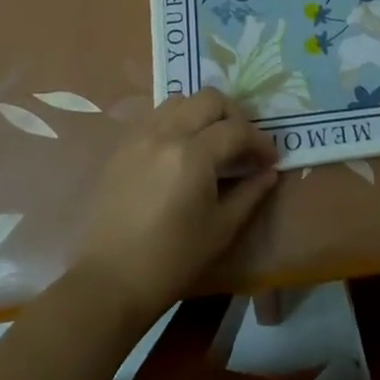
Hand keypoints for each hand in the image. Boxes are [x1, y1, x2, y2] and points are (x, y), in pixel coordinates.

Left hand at [73, 88, 278, 323]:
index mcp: (193, 155)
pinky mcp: (123, 146)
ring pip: (180, 101)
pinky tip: (182, 150)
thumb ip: (250, 194)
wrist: (110, 280)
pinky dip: (177, 121)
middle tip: (243, 143)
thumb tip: (268, 172)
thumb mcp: (221, 230)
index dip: (260, 141)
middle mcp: (166, 133)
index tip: (270, 159)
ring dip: (203, 113)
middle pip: (209, 99)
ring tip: (212, 141)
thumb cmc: (172, 260)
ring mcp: (140, 136)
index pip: (237, 130)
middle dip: (234, 115)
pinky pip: (156, 117)